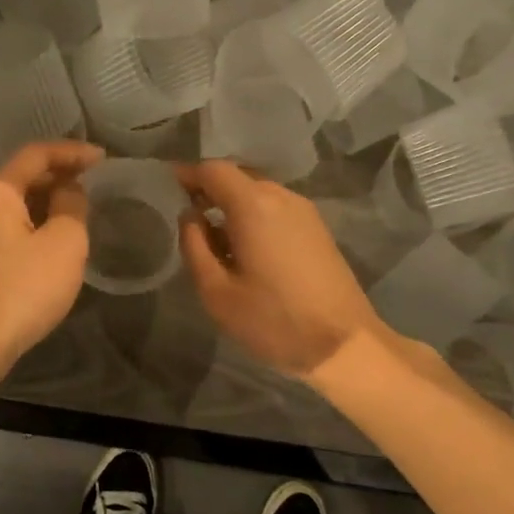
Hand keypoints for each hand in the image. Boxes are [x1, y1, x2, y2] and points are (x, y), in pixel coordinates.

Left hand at [0, 141, 102, 377]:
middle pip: (22, 178)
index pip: (37, 155)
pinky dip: (34, 226)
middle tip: (93, 182)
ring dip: (47, 203)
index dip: (73, 152)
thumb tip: (68, 190)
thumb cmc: (23, 288)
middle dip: (59, 176)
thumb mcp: (64, 242)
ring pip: (15, 206)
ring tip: (78, 210)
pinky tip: (53, 242)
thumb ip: (72, 206)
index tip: (103, 158)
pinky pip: (8, 230)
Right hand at [176, 161, 383, 378]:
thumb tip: (190, 216)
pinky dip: (255, 214)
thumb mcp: (217, 291)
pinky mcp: (318, 228)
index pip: (214, 169)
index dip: (188, 174)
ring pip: (259, 191)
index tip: (169, 186)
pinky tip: (247, 246)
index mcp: (253, 204)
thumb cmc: (274, 320)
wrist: (344, 344)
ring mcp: (304, 211)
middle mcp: (281, 196)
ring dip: (233, 203)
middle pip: (238, 176)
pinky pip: (276, 207)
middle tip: (188, 214)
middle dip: (210, 188)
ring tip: (215, 236)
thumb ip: (195, 246)